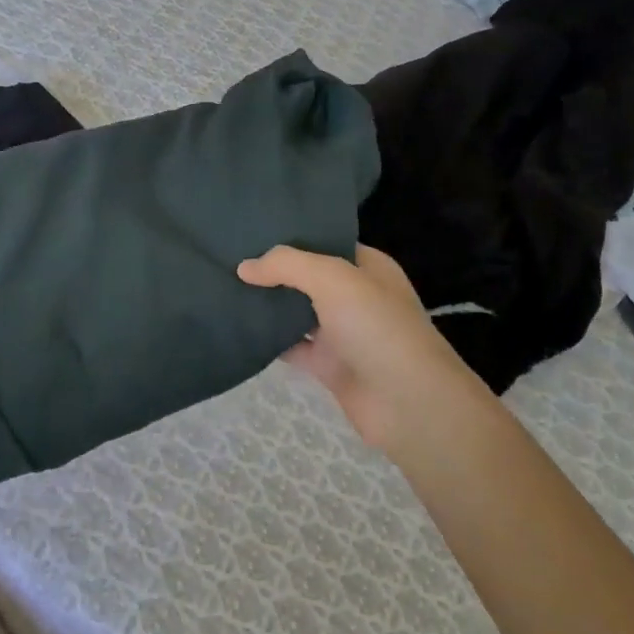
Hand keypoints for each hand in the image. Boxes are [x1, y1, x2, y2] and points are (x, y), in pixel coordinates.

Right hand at [238, 245, 486, 462]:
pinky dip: (270, 340)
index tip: (251, 230)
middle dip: (274, 270)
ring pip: (297, 312)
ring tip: (225, 286)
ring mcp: (343, 332)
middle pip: (308, 277)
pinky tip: (239, 326)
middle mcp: (356, 296)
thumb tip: (244, 267)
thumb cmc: (376, 326)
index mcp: (368, 267)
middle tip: (228, 256)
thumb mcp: (332, 278)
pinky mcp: (329, 365)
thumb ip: (286, 265)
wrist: (408, 404)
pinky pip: (292, 346)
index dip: (292, 236)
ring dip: (269, 304)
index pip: (325, 242)